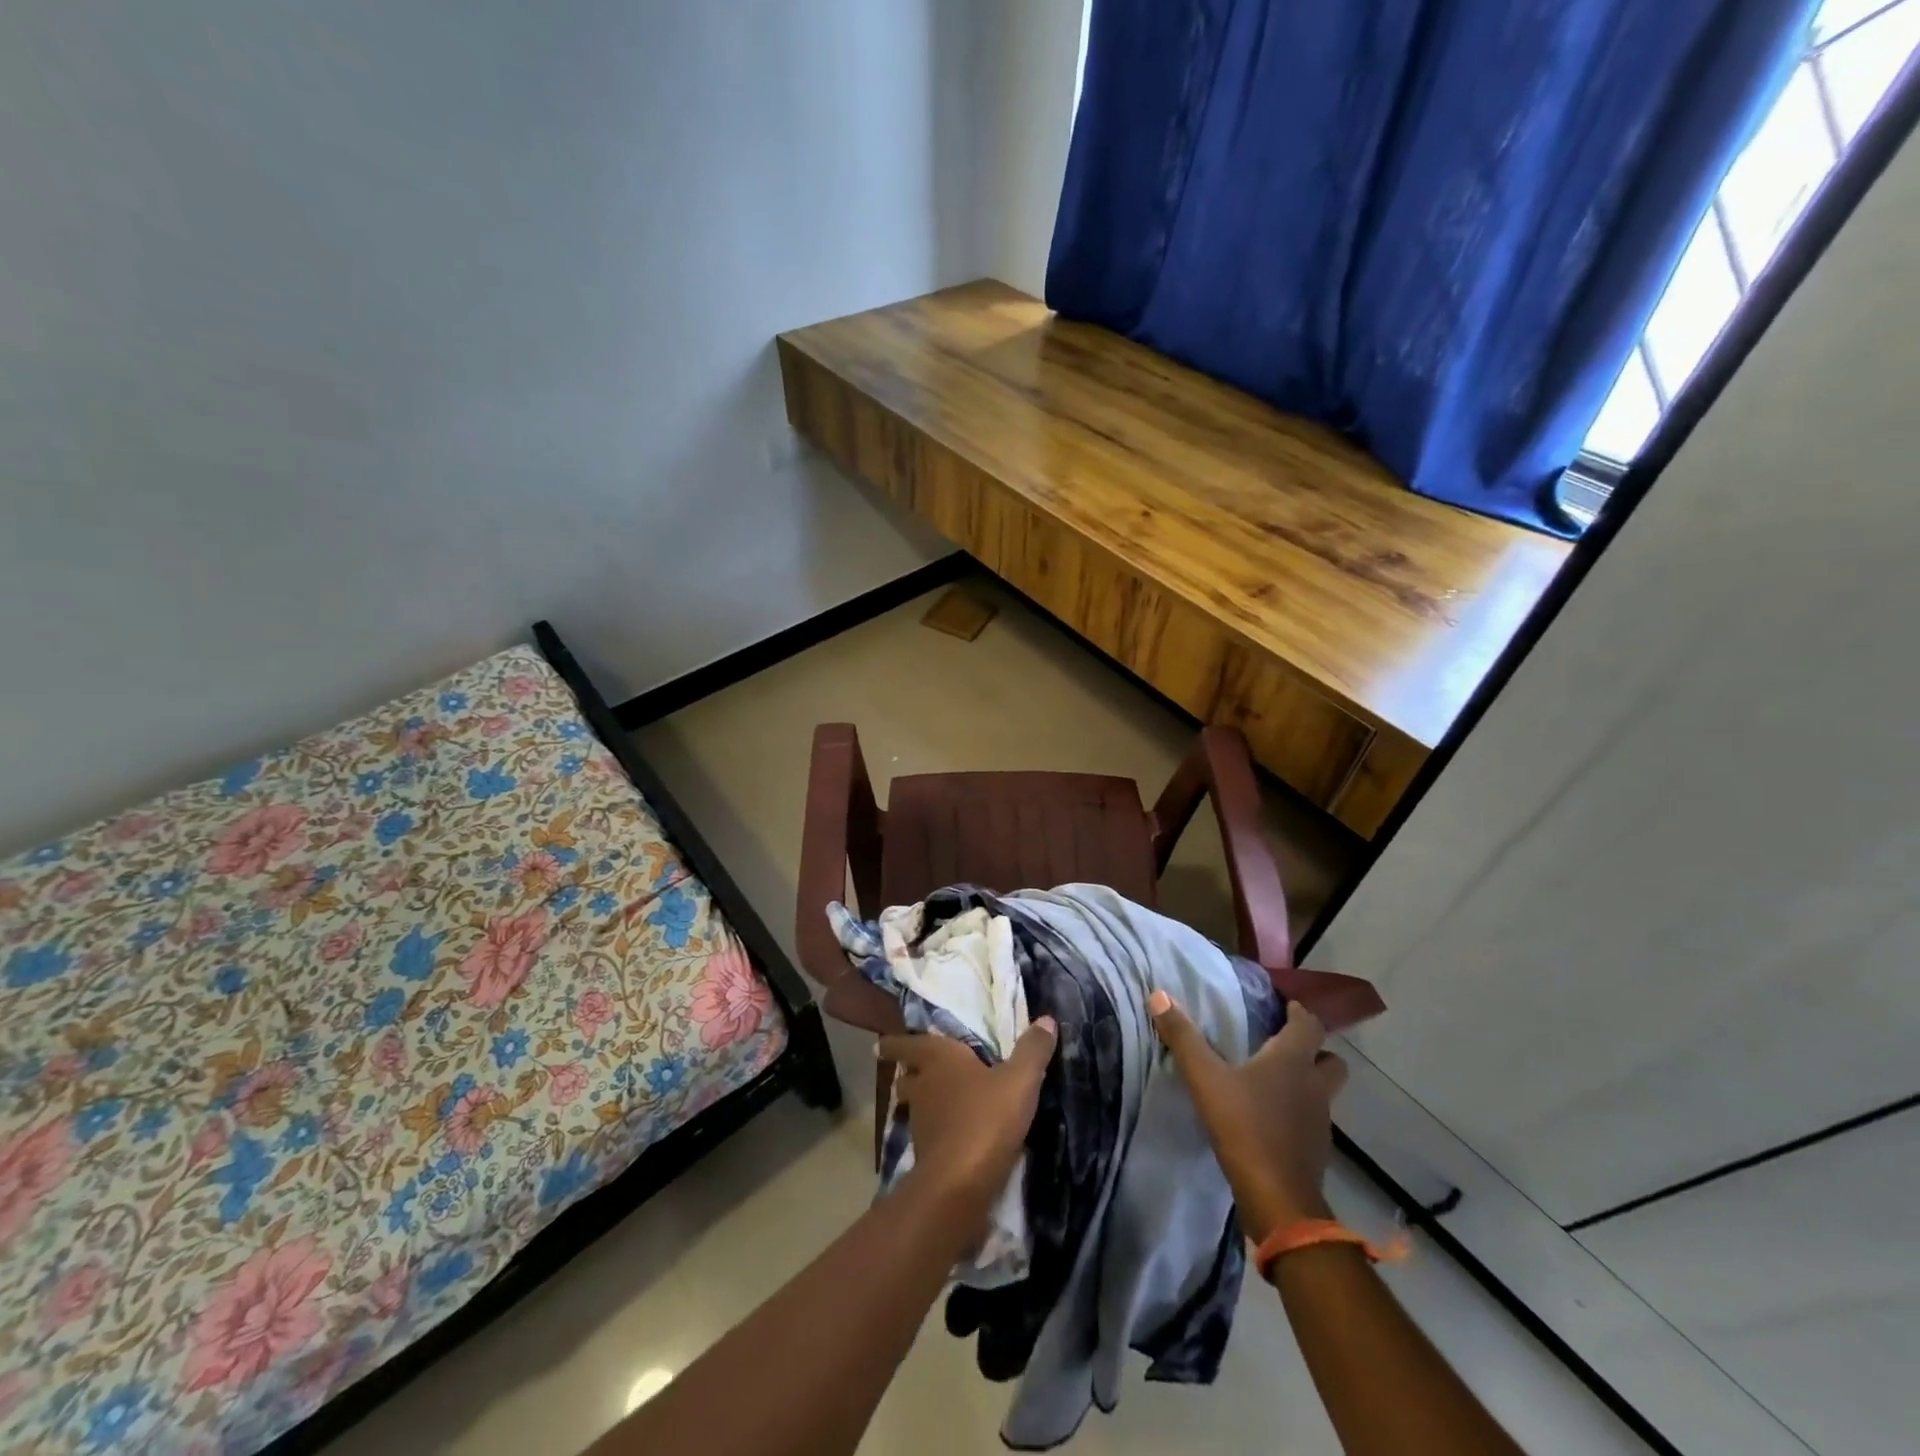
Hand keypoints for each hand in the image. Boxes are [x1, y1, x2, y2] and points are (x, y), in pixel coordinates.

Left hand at [878, 1018, 1057, 1223]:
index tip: (881, 1043)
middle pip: (907, 1077)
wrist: (960, 1184)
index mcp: (938, 1058)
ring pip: (916, 1107)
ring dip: (923, 1104)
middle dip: (910, 1074)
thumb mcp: (1020, 1081)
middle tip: (917, 1071)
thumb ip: (1032, 1051)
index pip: (907, 1044)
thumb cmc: (986, 1118)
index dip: (895, 1043)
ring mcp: (921, 1123)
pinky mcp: (927, 1156)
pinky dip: (937, 1131)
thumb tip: (1046, 1020)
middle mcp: (923, 1087)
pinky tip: (954, 1135)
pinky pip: (929, 1135)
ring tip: (940, 1103)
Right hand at [1149, 994, 1347, 1237]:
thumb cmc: (1245, 1128)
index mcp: (1292, 1061)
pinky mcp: (1316, 1150)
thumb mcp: (1206, 1079)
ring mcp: (1319, 1121)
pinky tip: (1273, 1118)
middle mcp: (1314, 1086)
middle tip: (1285, 1044)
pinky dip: (1298, 1112)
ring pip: (1323, 1091)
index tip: (1286, 1004)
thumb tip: (1159, 995)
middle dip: (1314, 1049)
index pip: (1308, 1026)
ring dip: (1307, 1082)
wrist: (1278, 1200)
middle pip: (1330, 1060)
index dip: (1300, 1012)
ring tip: (1275, 1081)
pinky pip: (1312, 1119)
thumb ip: (1183, 1038)